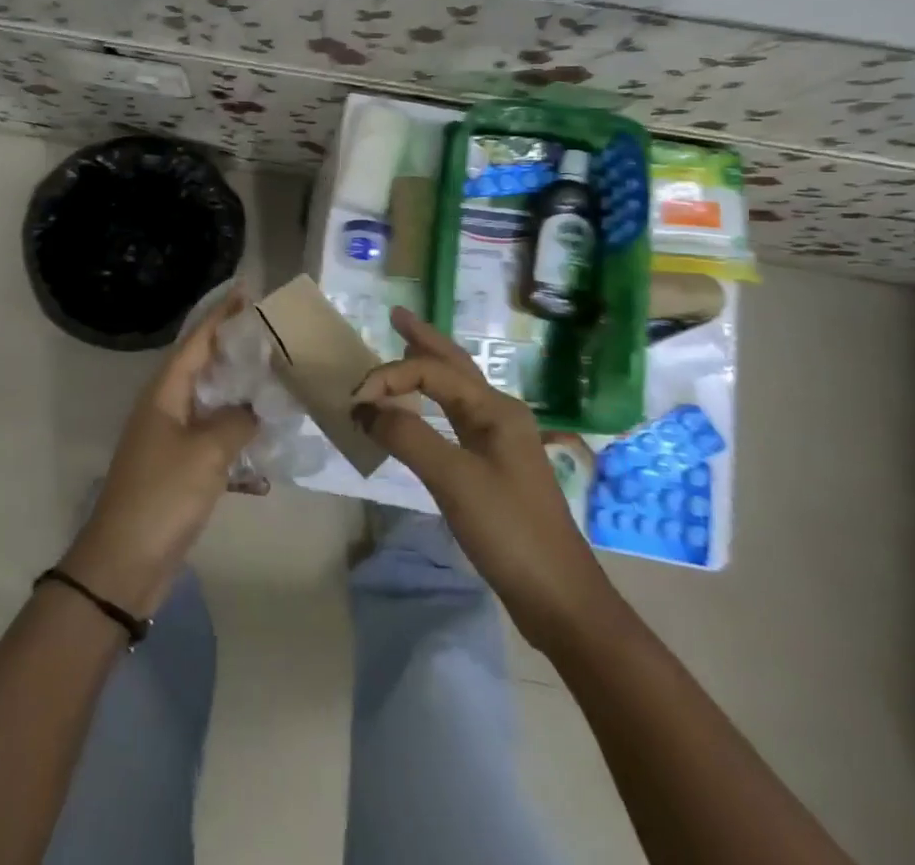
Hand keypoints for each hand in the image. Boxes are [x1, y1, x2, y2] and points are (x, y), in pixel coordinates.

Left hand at [60, 292, 258, 617]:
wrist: (125, 562)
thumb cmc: (163, 496)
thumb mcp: (207, 454)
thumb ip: (236, 422)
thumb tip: (254, 408)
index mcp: (165, 392)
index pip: (197, 341)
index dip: (222, 315)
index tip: (248, 291)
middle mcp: (166, 407)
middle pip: (204, 367)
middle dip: (236, 349)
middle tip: (274, 335)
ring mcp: (170, 438)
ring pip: (211, 403)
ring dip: (240, 393)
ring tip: (276, 380)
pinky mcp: (179, 468)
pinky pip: (213, 437)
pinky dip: (237, 435)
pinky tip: (265, 443)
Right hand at [351, 308, 616, 638]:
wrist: (558, 598)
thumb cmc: (509, 530)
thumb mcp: (453, 479)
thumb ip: (407, 436)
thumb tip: (365, 407)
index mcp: (496, 409)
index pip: (432, 372)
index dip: (390, 378)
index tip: (355, 402)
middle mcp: (500, 415)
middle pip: (455, 366)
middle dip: (424, 340)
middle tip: (396, 317)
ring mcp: (499, 442)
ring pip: (457, 391)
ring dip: (429, 368)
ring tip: (405, 349)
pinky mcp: (493, 468)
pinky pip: (455, 419)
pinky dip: (432, 404)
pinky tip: (422, 410)